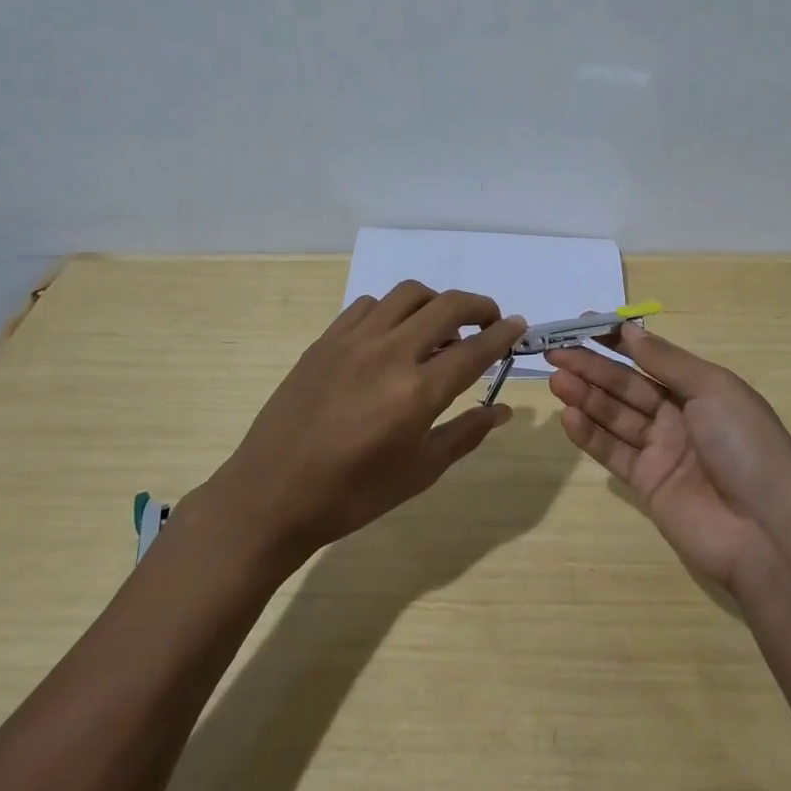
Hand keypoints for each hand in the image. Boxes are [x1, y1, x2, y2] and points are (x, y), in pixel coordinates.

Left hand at [204, 282, 525, 566]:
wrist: (271, 495)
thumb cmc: (352, 495)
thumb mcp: (419, 472)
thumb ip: (465, 433)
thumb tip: (502, 410)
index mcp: (417, 392)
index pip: (475, 349)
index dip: (503, 334)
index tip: (519, 326)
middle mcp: (389, 353)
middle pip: (447, 306)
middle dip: (479, 307)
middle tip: (489, 322)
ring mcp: (353, 341)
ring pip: (407, 295)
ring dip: (436, 303)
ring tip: (440, 328)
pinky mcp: (325, 341)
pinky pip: (368, 305)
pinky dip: (392, 311)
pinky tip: (392, 336)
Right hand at [547, 324, 790, 597]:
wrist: (764, 532)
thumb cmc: (745, 446)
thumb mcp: (714, 390)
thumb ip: (667, 361)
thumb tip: (630, 330)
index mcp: (703, 390)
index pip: (652, 358)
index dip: (619, 342)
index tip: (584, 325)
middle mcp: (680, 416)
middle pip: (628, 386)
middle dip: (593, 367)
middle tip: (555, 352)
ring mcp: (662, 451)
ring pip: (616, 416)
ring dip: (586, 396)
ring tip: (556, 379)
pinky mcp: (646, 483)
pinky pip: (613, 451)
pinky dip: (590, 434)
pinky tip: (568, 416)